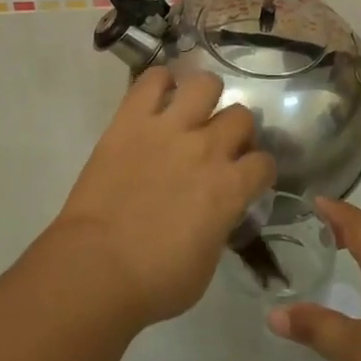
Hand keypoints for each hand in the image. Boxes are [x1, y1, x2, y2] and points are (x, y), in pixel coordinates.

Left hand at [52, 68, 275, 329]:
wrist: (96, 267)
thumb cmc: (154, 281)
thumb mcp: (206, 264)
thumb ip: (220, 226)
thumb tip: (218, 212)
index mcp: (230, 188)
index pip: (264, 163)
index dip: (259, 170)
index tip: (248, 177)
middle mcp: (207, 149)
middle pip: (241, 116)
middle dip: (236, 131)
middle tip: (219, 145)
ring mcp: (169, 128)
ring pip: (205, 84)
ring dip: (205, 96)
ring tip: (193, 110)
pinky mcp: (132, 119)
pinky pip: (152, 79)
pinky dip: (160, 82)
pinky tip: (159, 96)